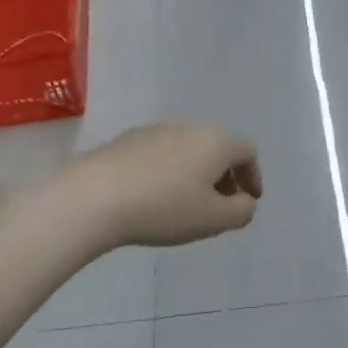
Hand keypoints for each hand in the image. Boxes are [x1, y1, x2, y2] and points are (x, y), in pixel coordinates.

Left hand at [63, 122, 262, 248]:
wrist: (94, 197)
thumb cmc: (164, 208)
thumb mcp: (214, 220)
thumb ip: (241, 211)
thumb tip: (245, 202)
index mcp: (216, 141)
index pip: (248, 152)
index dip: (253, 177)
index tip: (247, 201)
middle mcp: (189, 127)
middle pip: (217, 147)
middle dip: (224, 176)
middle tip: (219, 205)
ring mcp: (155, 130)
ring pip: (188, 149)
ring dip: (195, 173)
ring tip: (185, 204)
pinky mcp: (126, 140)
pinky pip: (160, 154)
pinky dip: (168, 172)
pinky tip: (154, 197)